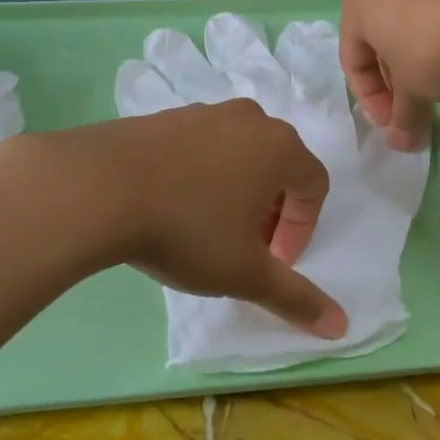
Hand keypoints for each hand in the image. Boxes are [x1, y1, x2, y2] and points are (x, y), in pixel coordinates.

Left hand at [5, 102, 348, 338]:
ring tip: (206, 229)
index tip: (274, 261)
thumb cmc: (188, 229)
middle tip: (245, 247)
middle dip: (270, 210)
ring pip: (237, 154)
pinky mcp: (165, 116)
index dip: (301, 229)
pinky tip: (170, 205)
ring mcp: (204, 112)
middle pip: (277, 166)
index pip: (314, 186)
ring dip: (235, 192)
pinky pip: (199, 147)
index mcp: (280, 147)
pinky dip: (199, 175)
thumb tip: (340, 327)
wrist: (99, 187)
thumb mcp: (245, 273)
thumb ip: (294, 297)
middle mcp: (249, 119)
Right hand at [340, 0, 439, 149]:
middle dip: (395, 81)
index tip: (394, 123)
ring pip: (409, 26)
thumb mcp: (413, 92)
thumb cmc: (430, 50)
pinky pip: (437, 14)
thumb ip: (403, 117)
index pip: (353, 60)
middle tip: (413, 109)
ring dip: (418, 62)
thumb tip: (401, 144)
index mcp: (358, 2)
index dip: (371, 99)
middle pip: (380, 41)